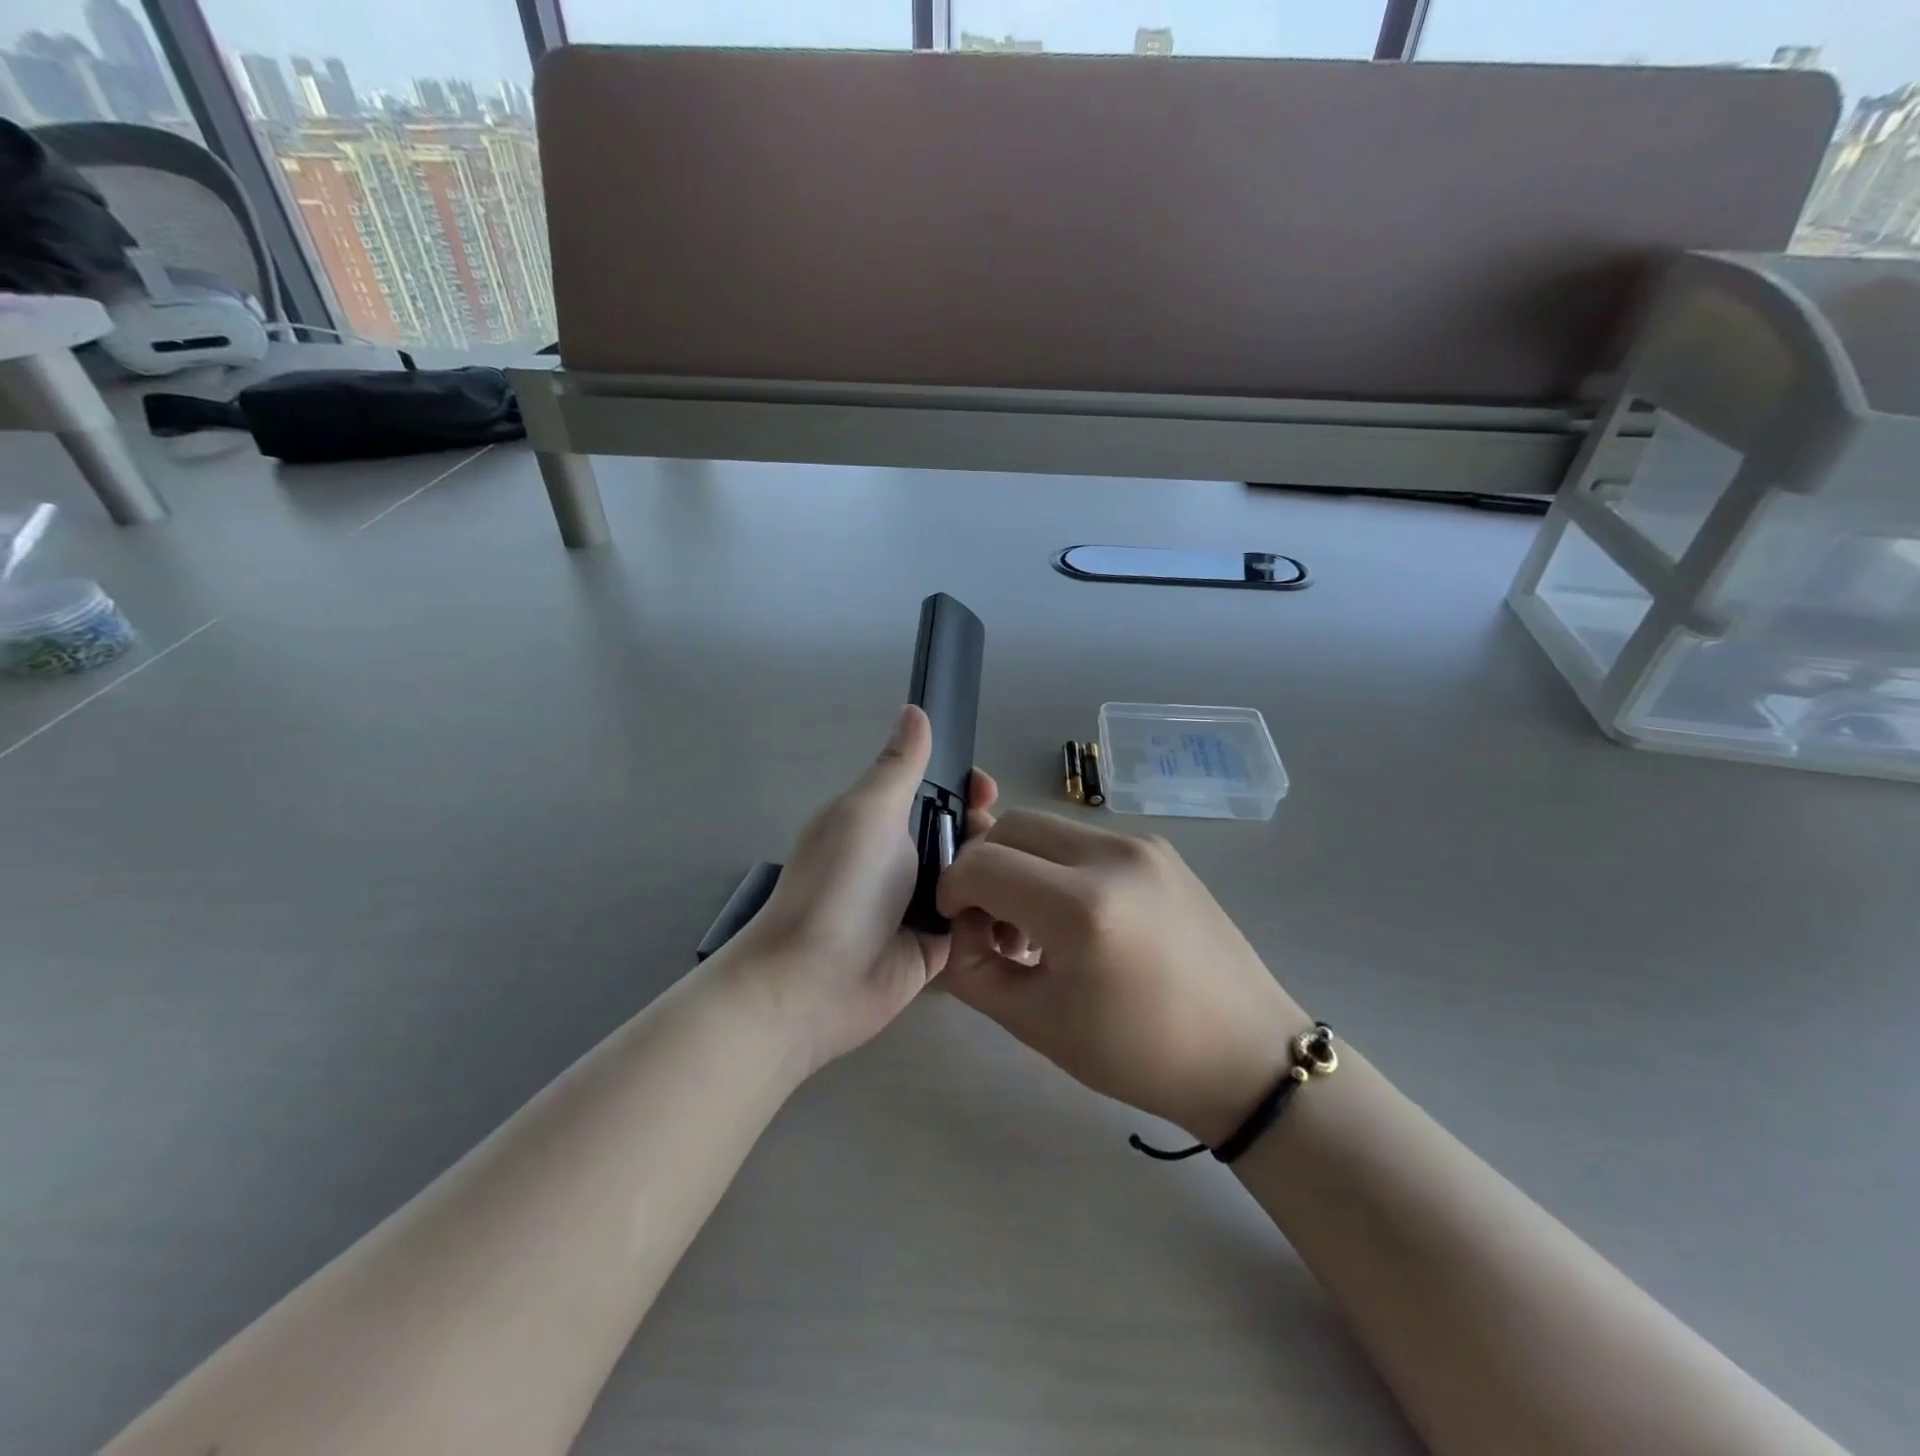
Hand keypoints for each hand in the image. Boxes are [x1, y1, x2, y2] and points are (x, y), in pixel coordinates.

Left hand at [726, 705, 996, 1074]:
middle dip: (988, 831)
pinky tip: (1023, 909)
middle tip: (999, 842)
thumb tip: (914, 709)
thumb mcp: (870, 812)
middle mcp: (900, 858)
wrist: (815, 981)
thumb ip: (900, 765)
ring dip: (996, 873)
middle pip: (961, 833)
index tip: (988, 790)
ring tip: (1013, 878)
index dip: (965, 786)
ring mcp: (917, 904)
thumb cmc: (842, 884)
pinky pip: (973, 920)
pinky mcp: (934, 946)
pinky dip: (993, 912)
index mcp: (881, 820)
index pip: (935, 791)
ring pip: (973, 876)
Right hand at [938, 811, 1306, 1145]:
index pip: (982, 864)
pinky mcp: (1161, 849)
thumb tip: (957, 927)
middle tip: (989, 919)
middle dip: (983, 864)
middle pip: (1012, 826)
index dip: (953, 889)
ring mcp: (1142, 844)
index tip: (956, 923)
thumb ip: (973, 969)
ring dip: (1021, 862)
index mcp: (1081, 907)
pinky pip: (1085, 840)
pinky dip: (1059, 865)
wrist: (1245, 1054)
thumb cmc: (1139, 1054)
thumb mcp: (1036, 1024)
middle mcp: (1111, 856)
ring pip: (1048, 828)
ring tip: (1033, 923)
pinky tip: (1076, 917)